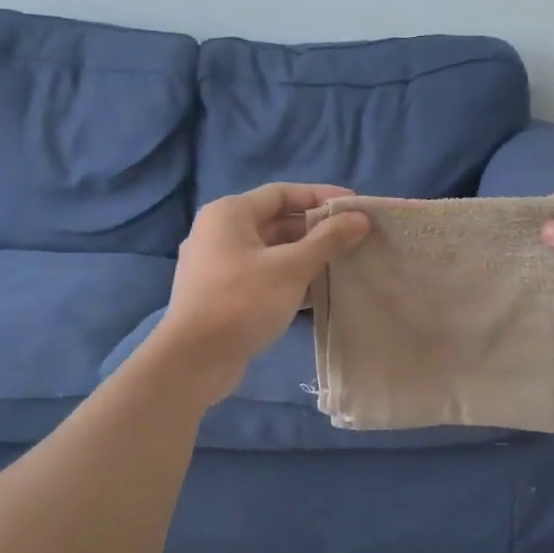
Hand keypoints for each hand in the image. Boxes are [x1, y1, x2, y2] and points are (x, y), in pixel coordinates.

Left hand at [150, 183, 370, 401]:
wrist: (194, 359)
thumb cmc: (242, 301)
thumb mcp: (291, 267)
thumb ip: (327, 240)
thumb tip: (360, 218)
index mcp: (229, 214)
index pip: (282, 193)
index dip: (320, 196)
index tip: (355, 207)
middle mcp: (219, 233)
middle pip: (276, 221)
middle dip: (316, 230)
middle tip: (354, 239)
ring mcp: (218, 266)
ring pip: (270, 252)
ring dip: (305, 257)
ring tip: (343, 265)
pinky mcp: (222, 295)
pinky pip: (262, 276)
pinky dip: (289, 279)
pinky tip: (318, 293)